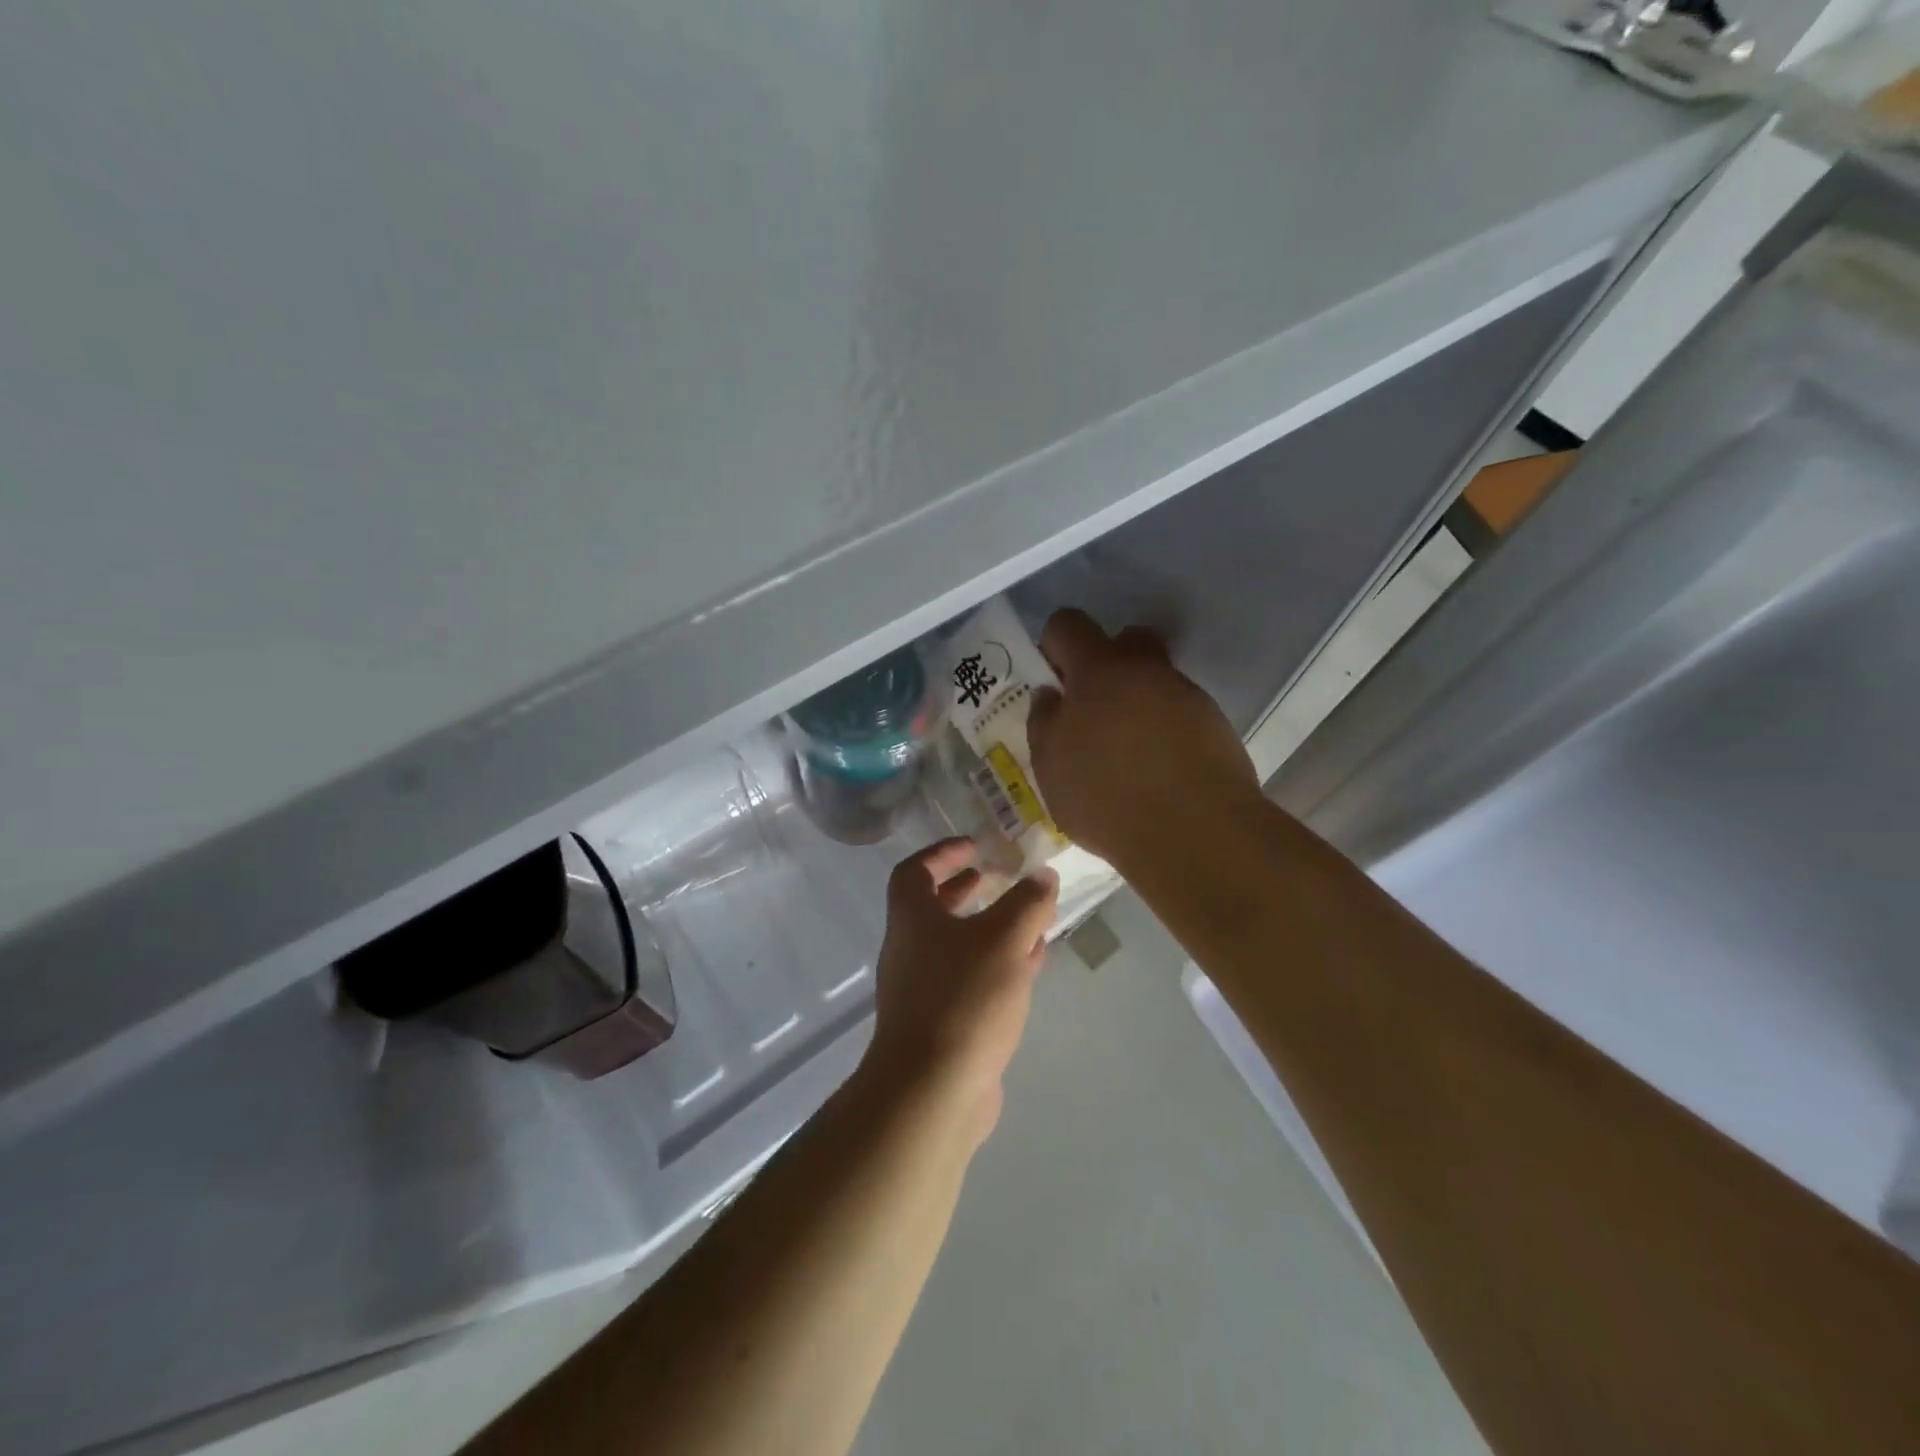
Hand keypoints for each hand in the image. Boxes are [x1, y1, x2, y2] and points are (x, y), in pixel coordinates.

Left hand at [865, 838, 1058, 1143]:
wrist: (932, 1090)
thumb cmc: (964, 998)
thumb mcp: (1004, 940)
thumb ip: (1027, 903)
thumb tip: (1043, 875)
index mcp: (912, 918)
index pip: (915, 870)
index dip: (943, 852)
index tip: (976, 846)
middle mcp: (910, 949)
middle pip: (935, 907)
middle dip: (969, 889)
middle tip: (1002, 878)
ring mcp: (922, 989)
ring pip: (958, 945)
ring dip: (990, 928)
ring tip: (1029, 919)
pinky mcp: (941, 1023)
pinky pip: (970, 980)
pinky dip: (997, 965)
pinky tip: (1030, 965)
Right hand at [1027, 609, 1260, 871]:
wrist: (1195, 832)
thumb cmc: (1106, 797)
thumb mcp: (1050, 767)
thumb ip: (1044, 722)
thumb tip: (1050, 696)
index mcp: (1098, 671)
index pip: (1068, 625)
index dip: (1054, 644)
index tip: (1052, 680)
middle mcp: (1145, 671)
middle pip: (1124, 640)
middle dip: (1105, 663)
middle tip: (1092, 709)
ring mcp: (1185, 695)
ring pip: (1154, 679)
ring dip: (1137, 700)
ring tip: (1126, 750)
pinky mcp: (1214, 724)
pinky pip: (1178, 712)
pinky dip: (1164, 729)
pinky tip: (1157, 769)